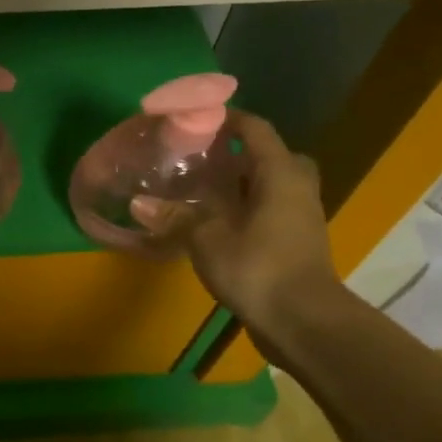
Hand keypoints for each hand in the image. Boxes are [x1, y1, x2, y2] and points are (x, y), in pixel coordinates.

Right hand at [177, 111, 341, 342]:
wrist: (304, 322)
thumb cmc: (259, 269)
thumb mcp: (207, 239)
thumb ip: (175, 216)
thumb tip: (137, 202)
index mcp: (279, 174)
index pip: (255, 130)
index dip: (226, 118)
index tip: (193, 118)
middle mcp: (296, 187)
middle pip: (268, 155)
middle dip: (236, 153)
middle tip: (201, 157)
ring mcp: (300, 216)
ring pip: (270, 184)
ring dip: (240, 182)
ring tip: (202, 188)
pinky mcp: (295, 241)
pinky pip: (269, 209)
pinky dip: (245, 207)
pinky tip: (215, 220)